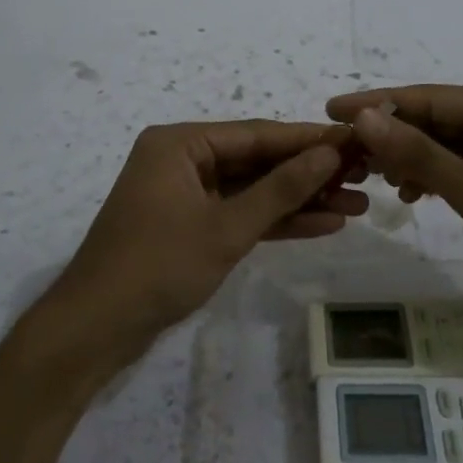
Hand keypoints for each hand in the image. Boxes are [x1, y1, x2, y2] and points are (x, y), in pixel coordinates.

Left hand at [49, 120, 366, 361]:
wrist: (96, 328)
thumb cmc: (158, 267)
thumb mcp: (226, 227)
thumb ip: (280, 189)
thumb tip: (329, 152)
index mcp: (180, 144)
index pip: (257, 134)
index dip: (310, 140)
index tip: (357, 141)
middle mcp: (183, 159)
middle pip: (258, 160)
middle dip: (310, 173)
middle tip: (365, 176)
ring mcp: (186, 194)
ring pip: (253, 190)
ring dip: (300, 199)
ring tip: (357, 204)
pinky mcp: (190, 225)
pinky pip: (240, 214)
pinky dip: (275, 221)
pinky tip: (322, 224)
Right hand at [325, 85, 462, 314]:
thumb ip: (418, 153)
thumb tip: (364, 117)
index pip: (428, 97)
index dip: (376, 104)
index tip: (331, 111)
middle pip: (437, 119)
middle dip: (392, 136)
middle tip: (346, 156)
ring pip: (449, 145)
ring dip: (412, 159)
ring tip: (375, 179)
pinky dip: (438, 177)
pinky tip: (414, 195)